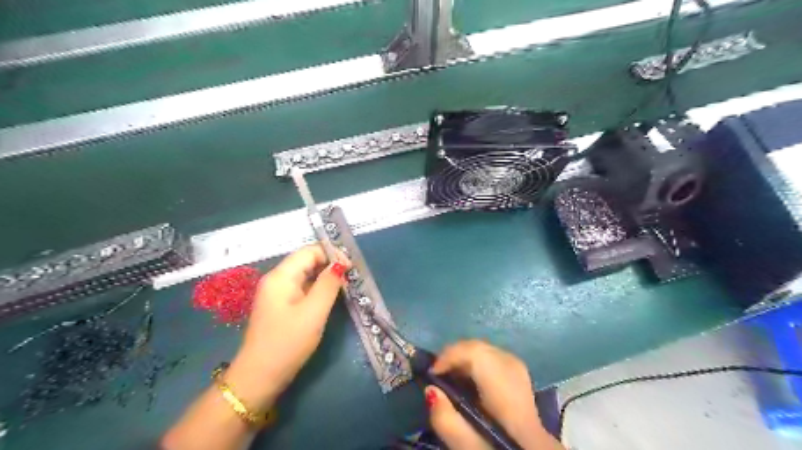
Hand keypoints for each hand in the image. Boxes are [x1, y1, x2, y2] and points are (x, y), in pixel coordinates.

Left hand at [225, 245, 351, 410]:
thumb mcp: (313, 312)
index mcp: (281, 276)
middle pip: (306, 260)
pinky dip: (317, 288)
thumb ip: (328, 285)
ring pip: (305, 275)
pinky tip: (329, 297)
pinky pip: (302, 288)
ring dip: (325, 277)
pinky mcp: (280, 306)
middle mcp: (276, 279)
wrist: (259, 377)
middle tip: (351, 278)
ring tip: (344, 287)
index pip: (309, 251)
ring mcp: (276, 293)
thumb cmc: (288, 342)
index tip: (351, 268)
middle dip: (329, 264)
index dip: (332, 254)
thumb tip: (340, 265)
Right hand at [425, 340, 561, 449]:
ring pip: (487, 349)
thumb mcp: (469, 449)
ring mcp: (522, 373)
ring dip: (464, 358)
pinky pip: (493, 356)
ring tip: (448, 377)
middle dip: (455, 355)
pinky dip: (476, 362)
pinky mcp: (521, 376)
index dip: (451, 355)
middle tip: (437, 374)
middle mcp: (517, 374)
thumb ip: (447, 422)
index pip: (478, 354)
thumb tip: (430, 389)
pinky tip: (467, 380)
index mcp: (508, 394)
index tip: (432, 373)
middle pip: (482, 348)